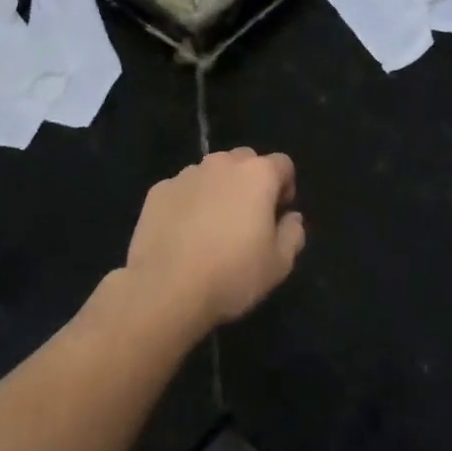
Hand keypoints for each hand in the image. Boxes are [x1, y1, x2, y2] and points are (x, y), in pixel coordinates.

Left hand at [125, 148, 305, 330]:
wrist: (165, 289)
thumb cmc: (231, 274)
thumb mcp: (279, 265)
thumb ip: (293, 234)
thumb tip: (292, 219)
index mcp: (257, 175)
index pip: (282, 164)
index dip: (285, 187)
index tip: (278, 214)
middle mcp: (222, 164)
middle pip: (245, 160)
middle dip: (251, 181)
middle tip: (247, 218)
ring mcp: (187, 174)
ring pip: (211, 173)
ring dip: (218, 190)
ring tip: (211, 227)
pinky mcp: (158, 191)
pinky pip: (182, 189)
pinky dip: (188, 203)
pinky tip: (183, 234)